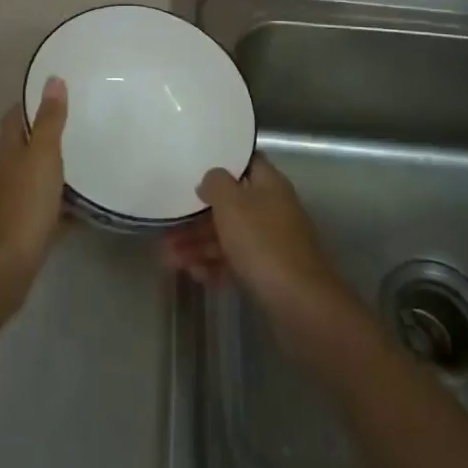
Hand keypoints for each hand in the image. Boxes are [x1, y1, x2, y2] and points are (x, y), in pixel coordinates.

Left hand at [0, 77, 67, 313]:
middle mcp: (7, 173)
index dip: (28, 103)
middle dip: (46, 136)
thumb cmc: (23, 205)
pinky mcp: (25, 230)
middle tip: (79, 124)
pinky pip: (48, 210)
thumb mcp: (42, 156)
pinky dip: (63, 205)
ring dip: (55, 170)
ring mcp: (14, 203)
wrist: (5, 267)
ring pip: (36, 179)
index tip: (53, 93)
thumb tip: (52, 78)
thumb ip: (49, 120)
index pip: (14, 118)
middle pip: (25, 147)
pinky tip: (85, 206)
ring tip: (87, 160)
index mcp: (8, 151)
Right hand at [162, 156, 351, 327]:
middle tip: (167, 231)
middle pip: (231, 205)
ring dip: (198, 245)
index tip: (192, 171)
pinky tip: (195, 276)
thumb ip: (216, 183)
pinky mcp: (270, 273)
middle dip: (197, 218)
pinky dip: (215, 266)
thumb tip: (210, 179)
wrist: (300, 304)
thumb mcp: (232, 203)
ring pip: (230, 236)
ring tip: (169, 260)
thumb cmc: (262, 243)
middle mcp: (273, 209)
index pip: (245, 163)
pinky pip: (237, 262)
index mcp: (269, 185)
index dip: (221, 165)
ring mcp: (273, 243)